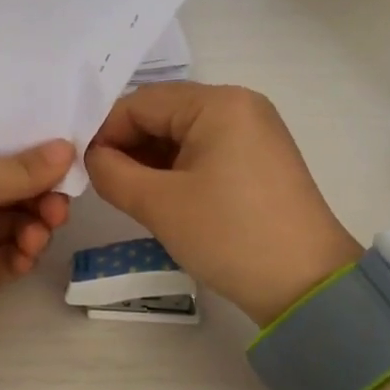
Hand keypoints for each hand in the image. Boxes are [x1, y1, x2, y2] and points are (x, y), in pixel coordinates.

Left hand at [0, 142, 73, 345]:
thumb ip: (21, 168)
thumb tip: (66, 146)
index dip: (33, 148)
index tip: (69, 154)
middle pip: (16, 183)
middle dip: (42, 191)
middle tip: (58, 207)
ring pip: (22, 217)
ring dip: (38, 223)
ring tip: (37, 237)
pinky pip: (18, 251)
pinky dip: (27, 251)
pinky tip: (25, 256)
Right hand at [86, 84, 362, 324]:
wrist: (308, 286)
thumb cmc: (229, 236)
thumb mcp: (159, 204)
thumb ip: (112, 172)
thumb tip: (92, 157)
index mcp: (218, 103)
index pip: (142, 102)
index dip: (105, 131)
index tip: (81, 165)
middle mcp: (239, 105)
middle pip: (163, 113)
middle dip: (128, 144)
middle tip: (101, 181)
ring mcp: (254, 131)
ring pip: (182, 133)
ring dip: (150, 158)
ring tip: (126, 192)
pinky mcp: (259, 158)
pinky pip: (205, 150)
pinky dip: (177, 168)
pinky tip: (159, 194)